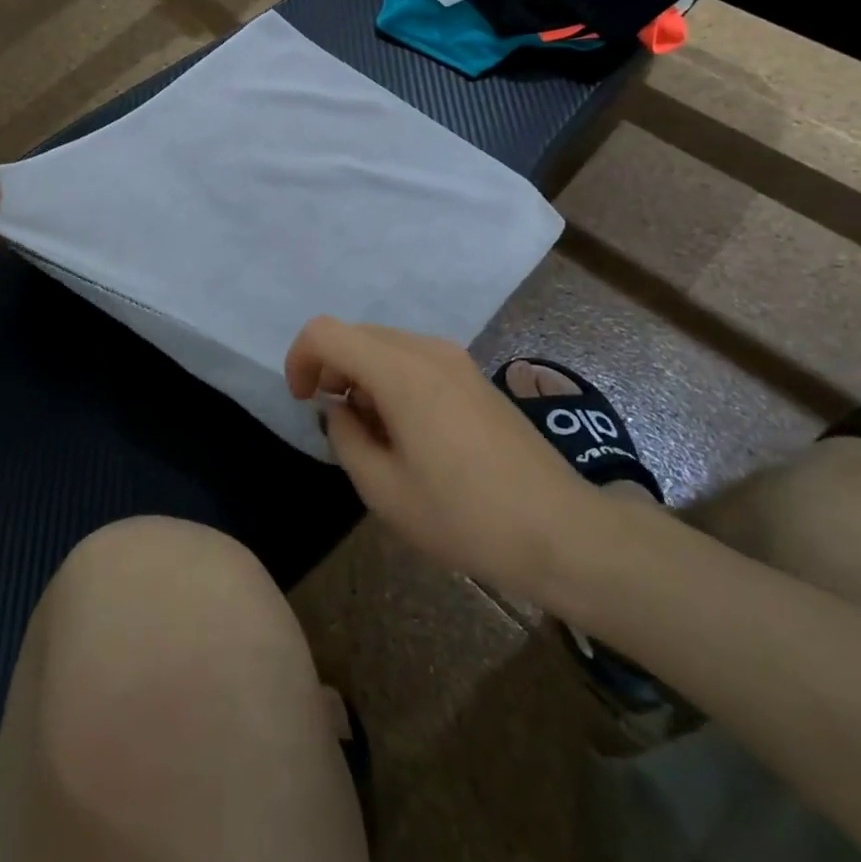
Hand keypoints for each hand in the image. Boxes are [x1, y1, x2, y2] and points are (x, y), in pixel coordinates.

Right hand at [286, 317, 602, 603]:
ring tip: (375, 435)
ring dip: (362, 376)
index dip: (300, 359)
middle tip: (338, 425)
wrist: (560, 529)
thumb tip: (338, 410)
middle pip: (355, 334)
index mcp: (400, 371)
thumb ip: (345, 439)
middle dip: (331, 370)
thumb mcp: (385, 491)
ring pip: (384, 345)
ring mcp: (455, 358)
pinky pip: (414, 358)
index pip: (326, 332)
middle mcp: (426, 349)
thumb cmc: (465, 516)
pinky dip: (392, 379)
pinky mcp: (473, 374)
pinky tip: (409, 431)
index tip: (304, 402)